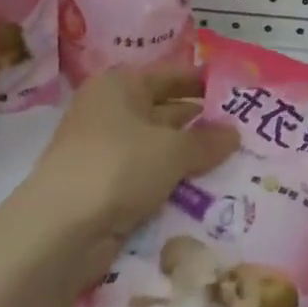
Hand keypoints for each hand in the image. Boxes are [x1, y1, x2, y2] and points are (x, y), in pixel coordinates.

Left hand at [21, 63, 239, 253]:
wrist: (61, 231)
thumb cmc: (118, 166)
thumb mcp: (172, 150)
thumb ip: (207, 140)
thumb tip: (235, 132)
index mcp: (120, 86)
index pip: (170, 75)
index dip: (203, 82)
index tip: (238, 92)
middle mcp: (110, 112)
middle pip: (165, 111)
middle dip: (202, 124)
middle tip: (246, 132)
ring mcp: (105, 152)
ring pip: (159, 148)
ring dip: (190, 157)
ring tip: (237, 163)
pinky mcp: (105, 189)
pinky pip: (149, 178)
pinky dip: (173, 183)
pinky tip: (206, 191)